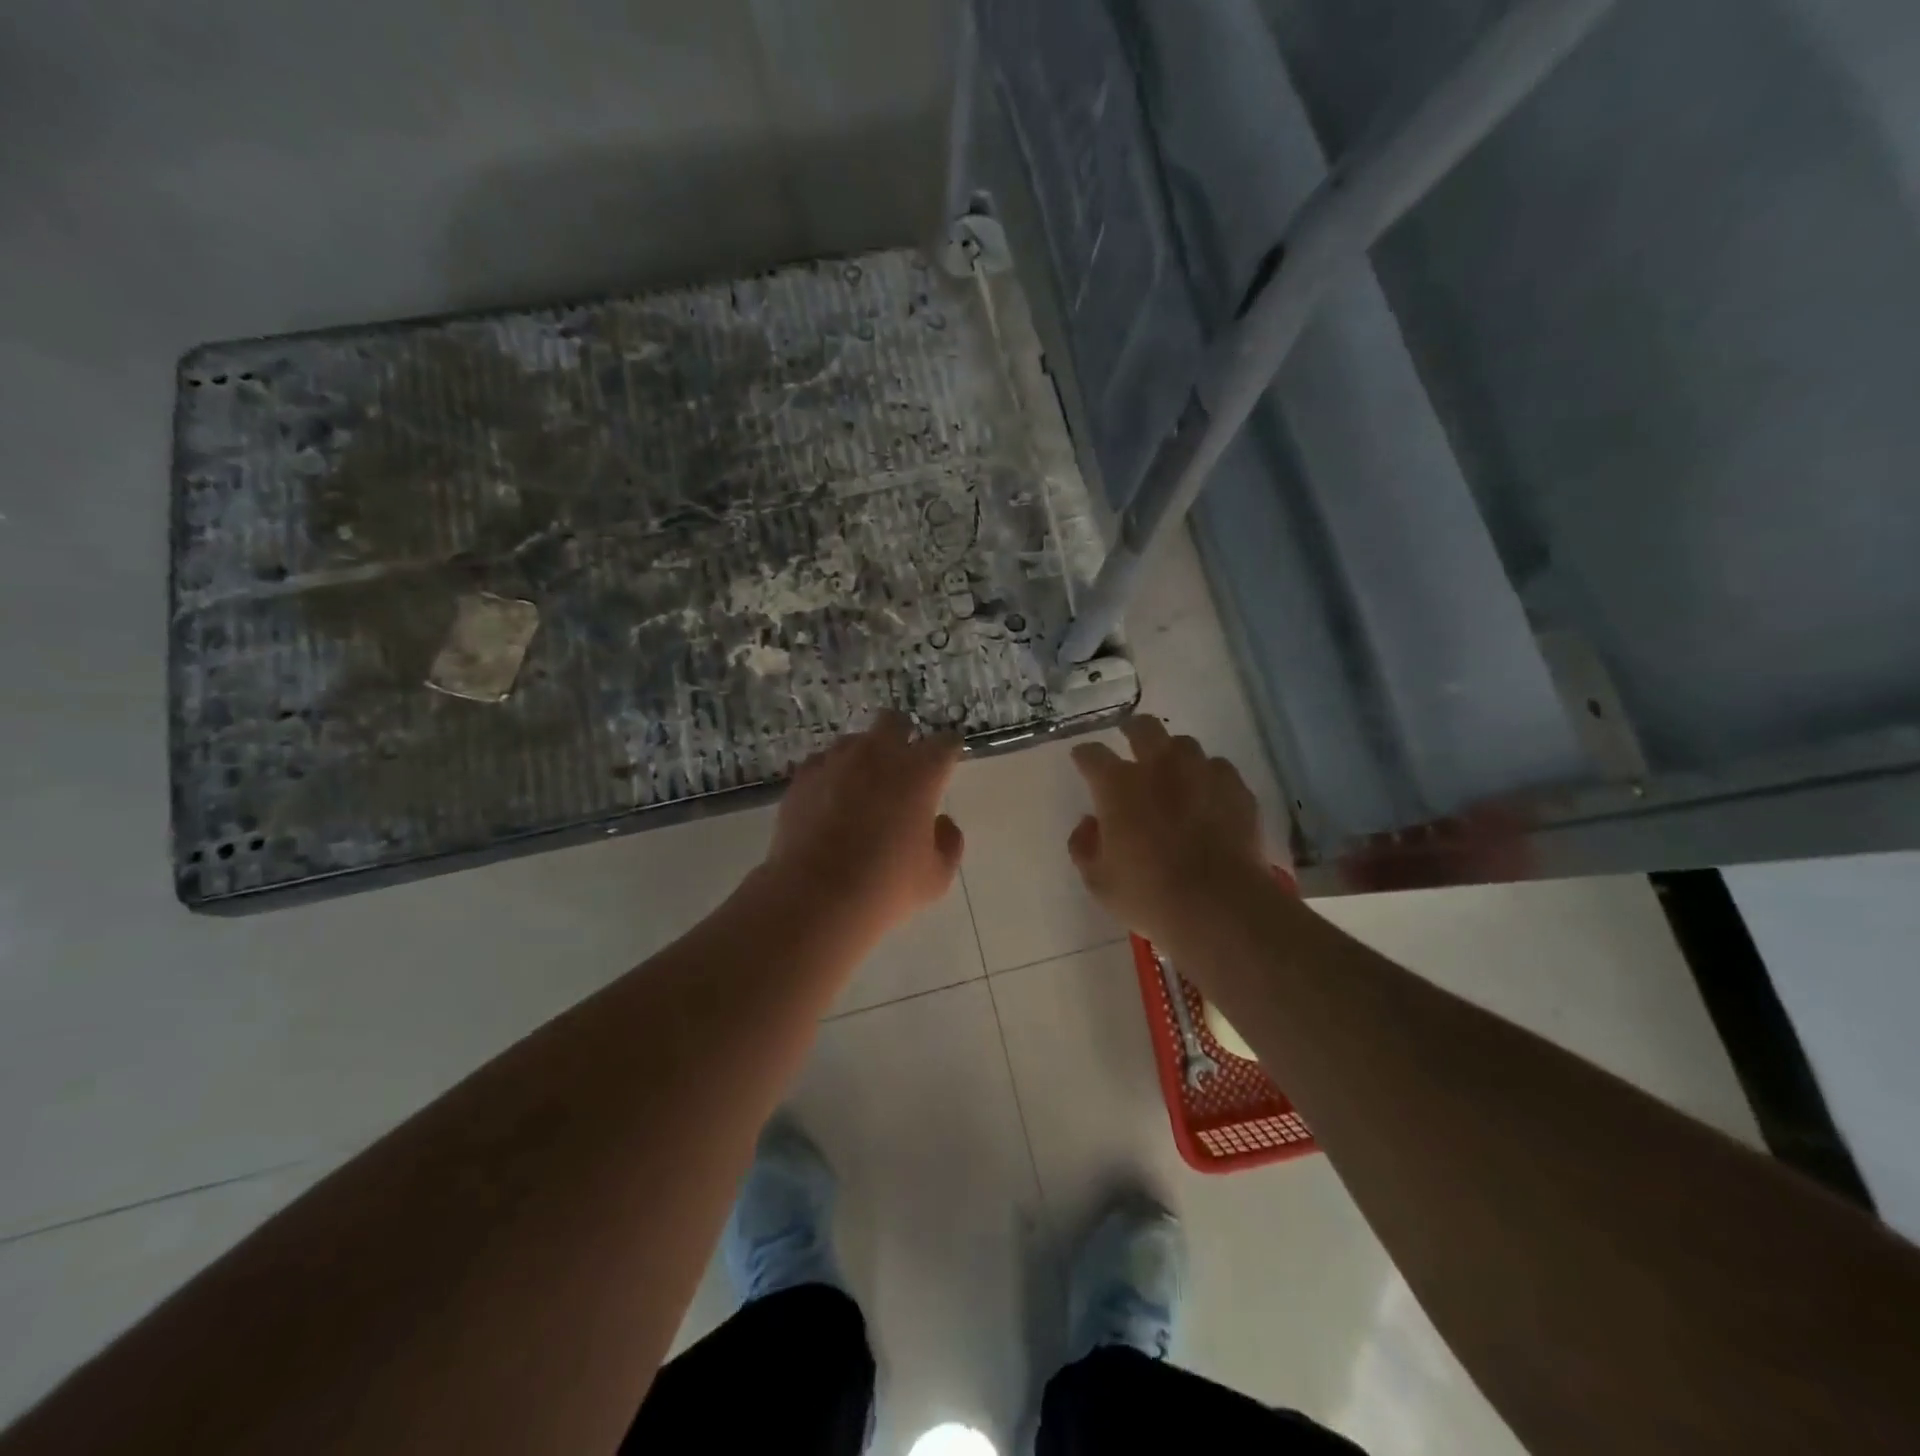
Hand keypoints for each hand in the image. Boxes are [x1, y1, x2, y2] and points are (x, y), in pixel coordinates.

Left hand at [764, 711, 965, 937]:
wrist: (815, 896)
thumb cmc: (886, 887)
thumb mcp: (936, 877)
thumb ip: (948, 842)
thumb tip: (941, 823)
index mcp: (920, 772)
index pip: (945, 743)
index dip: (948, 753)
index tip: (947, 765)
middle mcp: (879, 754)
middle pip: (894, 721)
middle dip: (903, 736)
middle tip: (903, 766)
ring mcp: (836, 761)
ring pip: (855, 740)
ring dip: (864, 756)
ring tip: (862, 787)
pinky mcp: (803, 777)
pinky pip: (822, 762)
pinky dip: (831, 774)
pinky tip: (830, 800)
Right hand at [1067, 716, 1267, 946]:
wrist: (1219, 906)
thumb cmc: (1148, 895)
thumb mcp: (1098, 880)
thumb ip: (1084, 845)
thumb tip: (1089, 824)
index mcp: (1117, 785)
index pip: (1092, 754)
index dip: (1084, 755)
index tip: (1082, 760)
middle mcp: (1159, 767)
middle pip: (1143, 728)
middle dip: (1132, 730)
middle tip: (1130, 741)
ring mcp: (1202, 773)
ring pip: (1184, 745)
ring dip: (1174, 754)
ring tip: (1173, 772)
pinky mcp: (1236, 789)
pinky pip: (1218, 769)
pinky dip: (1208, 777)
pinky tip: (1208, 796)